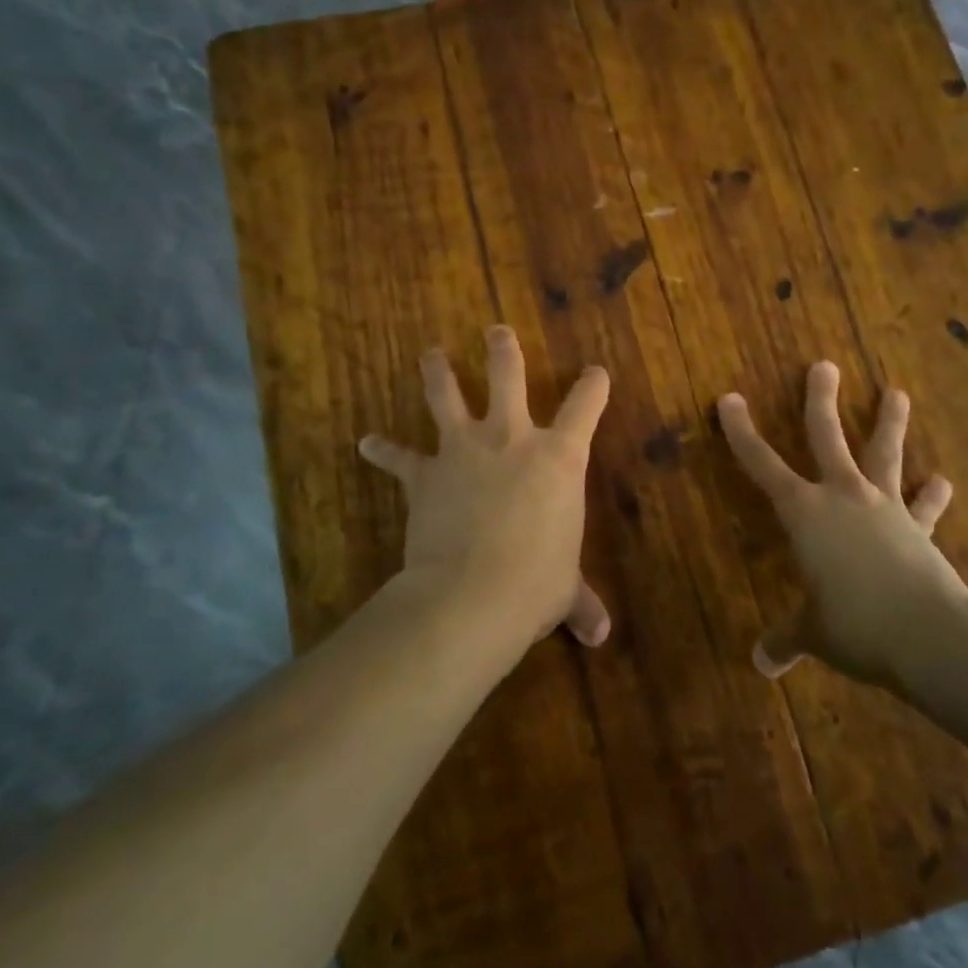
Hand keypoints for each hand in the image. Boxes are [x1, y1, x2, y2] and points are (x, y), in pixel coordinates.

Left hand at [359, 326, 612, 651]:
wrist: (471, 593)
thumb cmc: (535, 583)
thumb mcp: (564, 590)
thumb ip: (581, 602)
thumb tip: (601, 637)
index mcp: (559, 457)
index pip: (585, 407)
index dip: (593, 386)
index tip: (596, 371)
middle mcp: (512, 438)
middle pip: (507, 376)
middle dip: (502, 350)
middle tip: (495, 331)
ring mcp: (464, 449)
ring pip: (447, 396)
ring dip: (437, 372)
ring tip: (430, 354)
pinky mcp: (425, 473)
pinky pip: (400, 458)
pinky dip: (383, 451)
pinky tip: (367, 443)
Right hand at [718, 361, 967, 688]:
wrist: (930, 636)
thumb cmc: (855, 626)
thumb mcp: (814, 632)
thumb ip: (787, 640)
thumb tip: (763, 664)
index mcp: (804, 513)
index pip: (762, 464)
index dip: (741, 432)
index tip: (729, 399)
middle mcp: (842, 497)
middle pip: (827, 437)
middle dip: (820, 400)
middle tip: (824, 366)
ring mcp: (885, 508)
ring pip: (884, 454)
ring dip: (890, 423)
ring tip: (897, 392)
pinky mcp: (918, 529)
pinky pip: (924, 506)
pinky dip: (933, 495)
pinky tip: (944, 481)